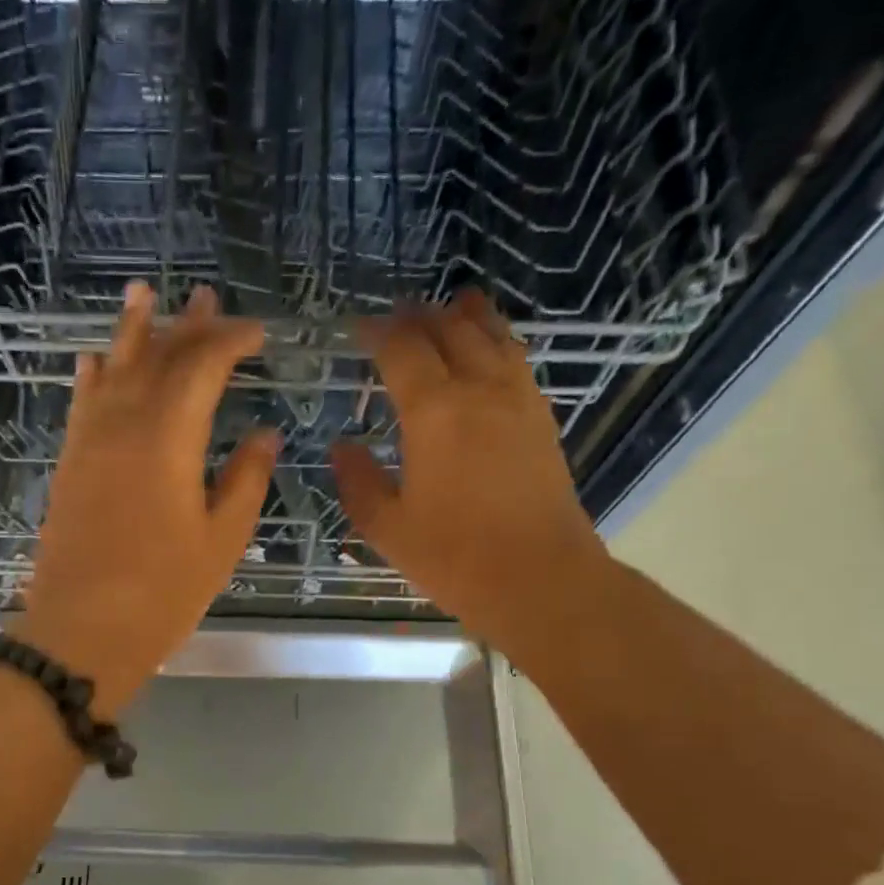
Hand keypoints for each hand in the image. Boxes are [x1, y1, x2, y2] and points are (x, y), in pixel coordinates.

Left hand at [14, 282, 277, 714]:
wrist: (82, 631)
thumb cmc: (163, 593)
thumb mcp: (221, 541)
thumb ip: (245, 480)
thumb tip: (265, 435)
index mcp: (169, 438)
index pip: (202, 367)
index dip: (231, 342)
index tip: (258, 335)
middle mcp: (124, 424)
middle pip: (156, 358)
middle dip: (186, 326)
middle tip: (207, 297)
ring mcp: (89, 442)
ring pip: (112, 370)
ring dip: (132, 332)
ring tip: (143, 293)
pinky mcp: (68, 465)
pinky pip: (81, 404)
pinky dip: (92, 376)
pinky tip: (94, 360)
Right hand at [333, 289, 612, 670]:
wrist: (540, 578)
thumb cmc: (454, 557)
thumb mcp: (387, 527)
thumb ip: (358, 482)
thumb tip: (342, 447)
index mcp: (433, 411)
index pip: (401, 348)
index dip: (377, 331)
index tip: (357, 328)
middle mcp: (479, 389)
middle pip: (450, 329)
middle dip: (420, 316)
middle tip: (397, 316)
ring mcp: (518, 400)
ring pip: (493, 335)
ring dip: (467, 316)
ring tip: (451, 306)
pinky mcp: (542, 419)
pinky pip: (517, 360)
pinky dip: (498, 341)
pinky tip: (491, 351)